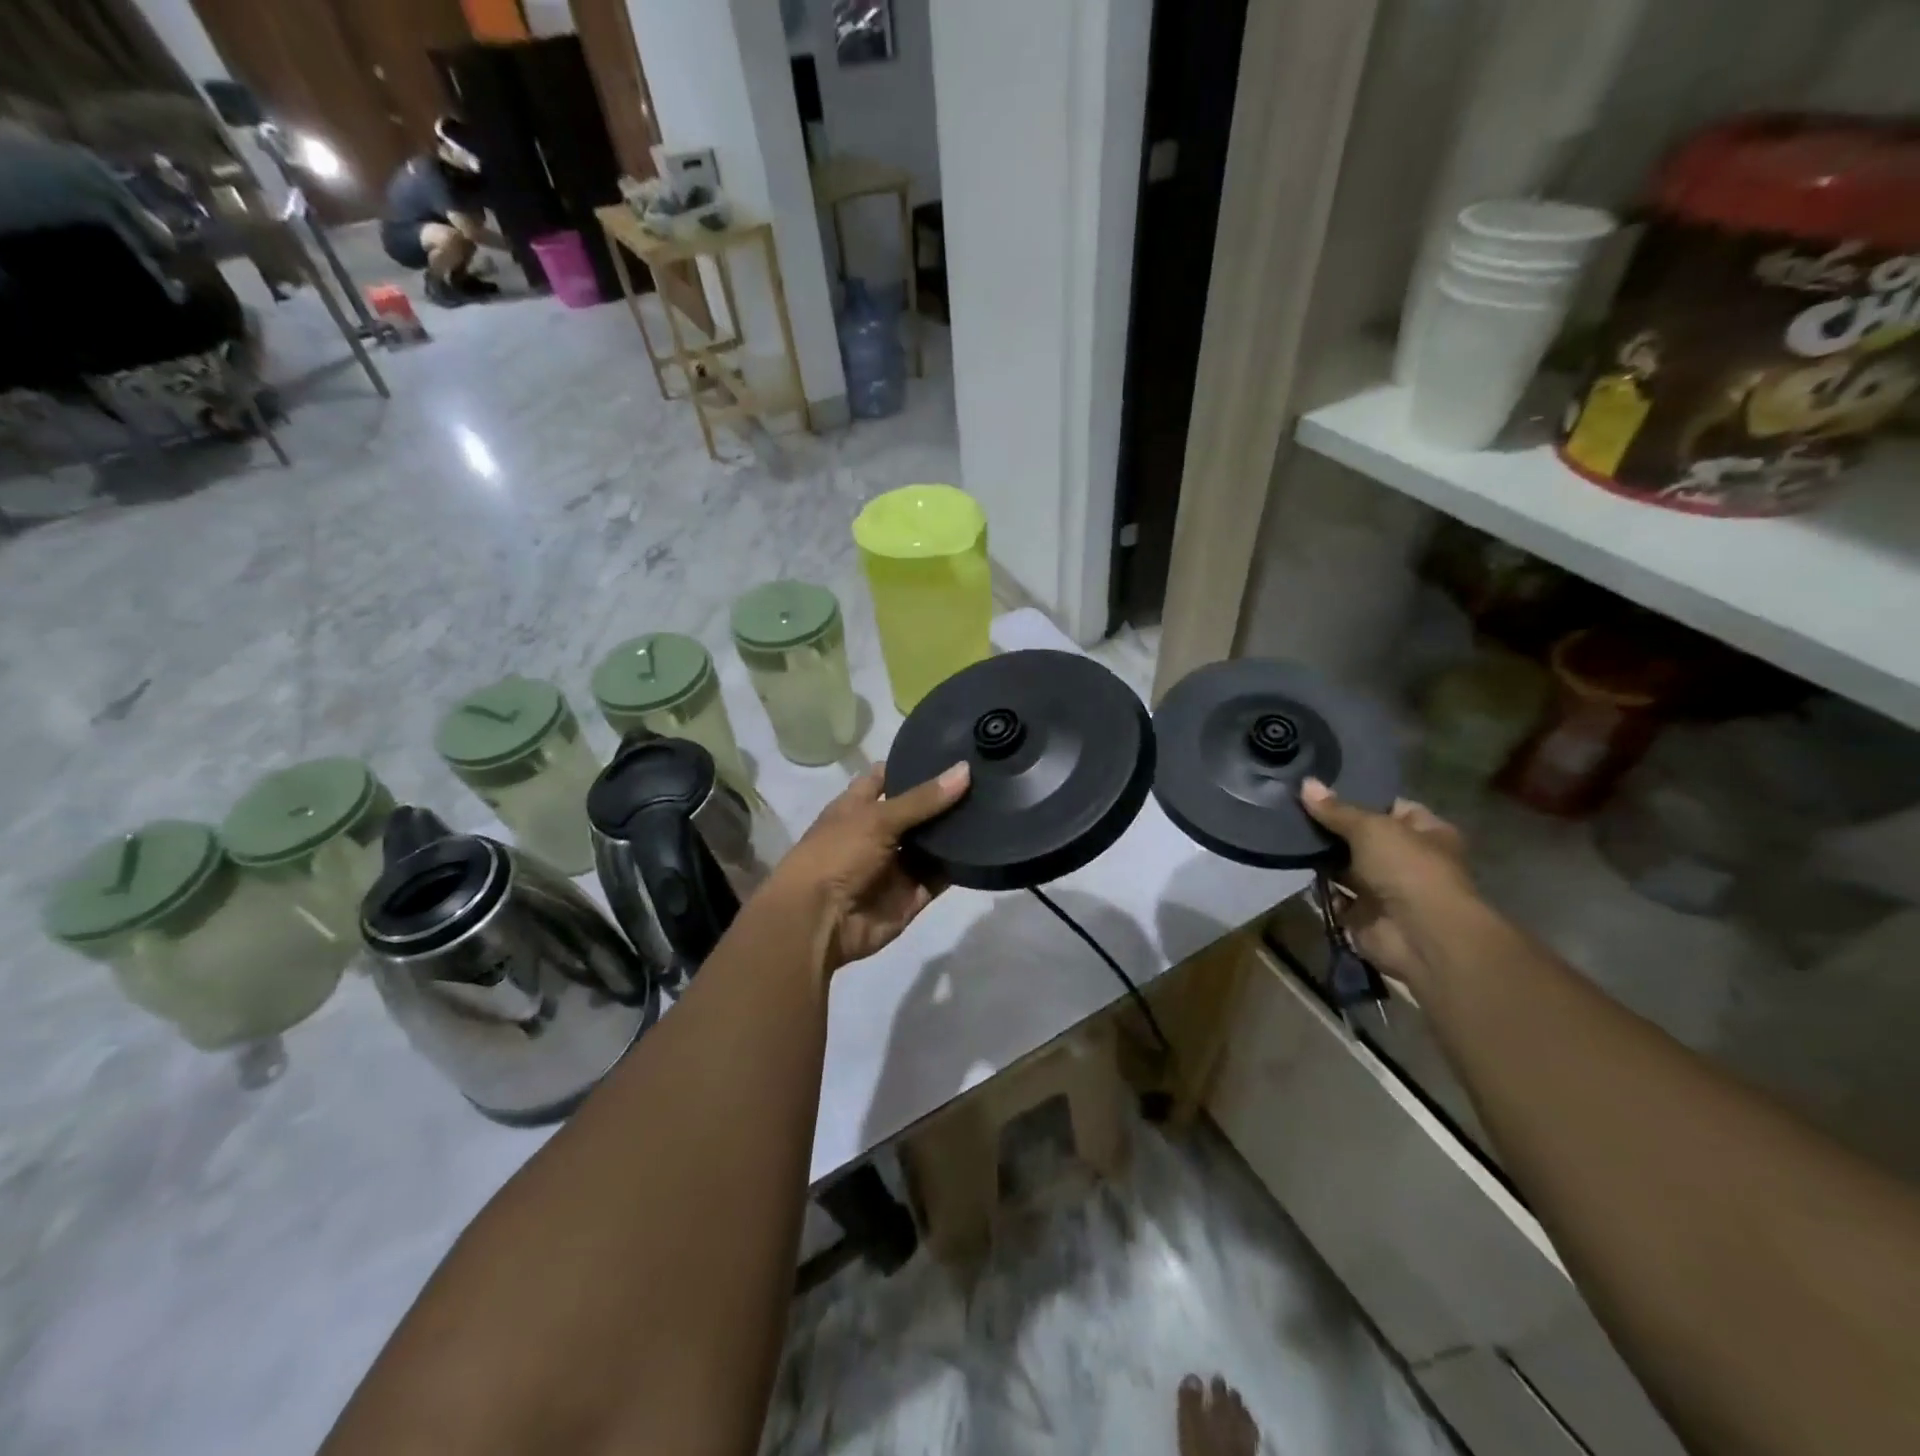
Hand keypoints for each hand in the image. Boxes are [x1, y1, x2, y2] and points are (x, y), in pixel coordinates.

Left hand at [768, 760, 970, 974]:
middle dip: (946, 797)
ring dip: (958, 830)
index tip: (950, 749)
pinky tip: (988, 845)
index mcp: (858, 807)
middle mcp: (878, 833)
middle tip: (986, 777)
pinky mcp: (912, 894)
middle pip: (918, 811)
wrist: (818, 921)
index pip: (887, 777)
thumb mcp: (877, 818)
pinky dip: (960, 864)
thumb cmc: (837, 855)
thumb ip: (923, 799)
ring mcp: (897, 865)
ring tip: (996, 804)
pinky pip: (941, 876)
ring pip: (933, 843)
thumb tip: (965, 770)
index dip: (912, 764)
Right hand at [1300, 777, 1471, 990]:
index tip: (1323, 788)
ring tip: (1287, 834)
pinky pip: (1334, 896)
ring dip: (1322, 858)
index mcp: (1426, 832)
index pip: (1391, 806)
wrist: (1419, 934)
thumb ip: (1336, 809)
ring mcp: (1385, 889)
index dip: (1360, 797)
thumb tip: (1305, 783)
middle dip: (1332, 828)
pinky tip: (1295, 867)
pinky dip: (1318, 888)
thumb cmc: (1407, 868)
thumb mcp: (1371, 827)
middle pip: (1362, 837)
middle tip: (1294, 809)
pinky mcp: (1363, 915)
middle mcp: (1407, 859)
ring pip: (1345, 867)